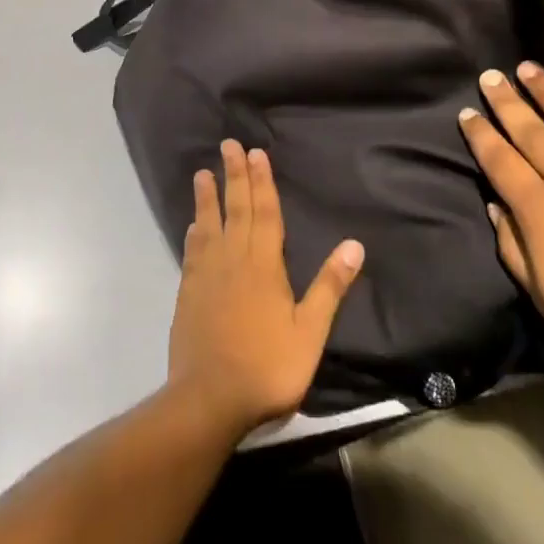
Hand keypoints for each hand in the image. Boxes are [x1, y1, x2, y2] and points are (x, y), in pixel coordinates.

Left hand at [167, 140, 364, 438]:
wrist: (209, 398)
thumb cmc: (267, 367)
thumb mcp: (309, 332)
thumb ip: (329, 287)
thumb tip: (354, 244)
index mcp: (264, 266)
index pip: (265, 213)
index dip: (262, 182)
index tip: (256, 153)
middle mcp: (233, 260)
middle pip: (236, 210)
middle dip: (233, 175)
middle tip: (227, 145)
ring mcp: (207, 275)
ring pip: (209, 225)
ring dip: (207, 197)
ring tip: (203, 173)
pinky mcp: (188, 293)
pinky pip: (192, 251)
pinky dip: (194, 232)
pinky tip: (193, 224)